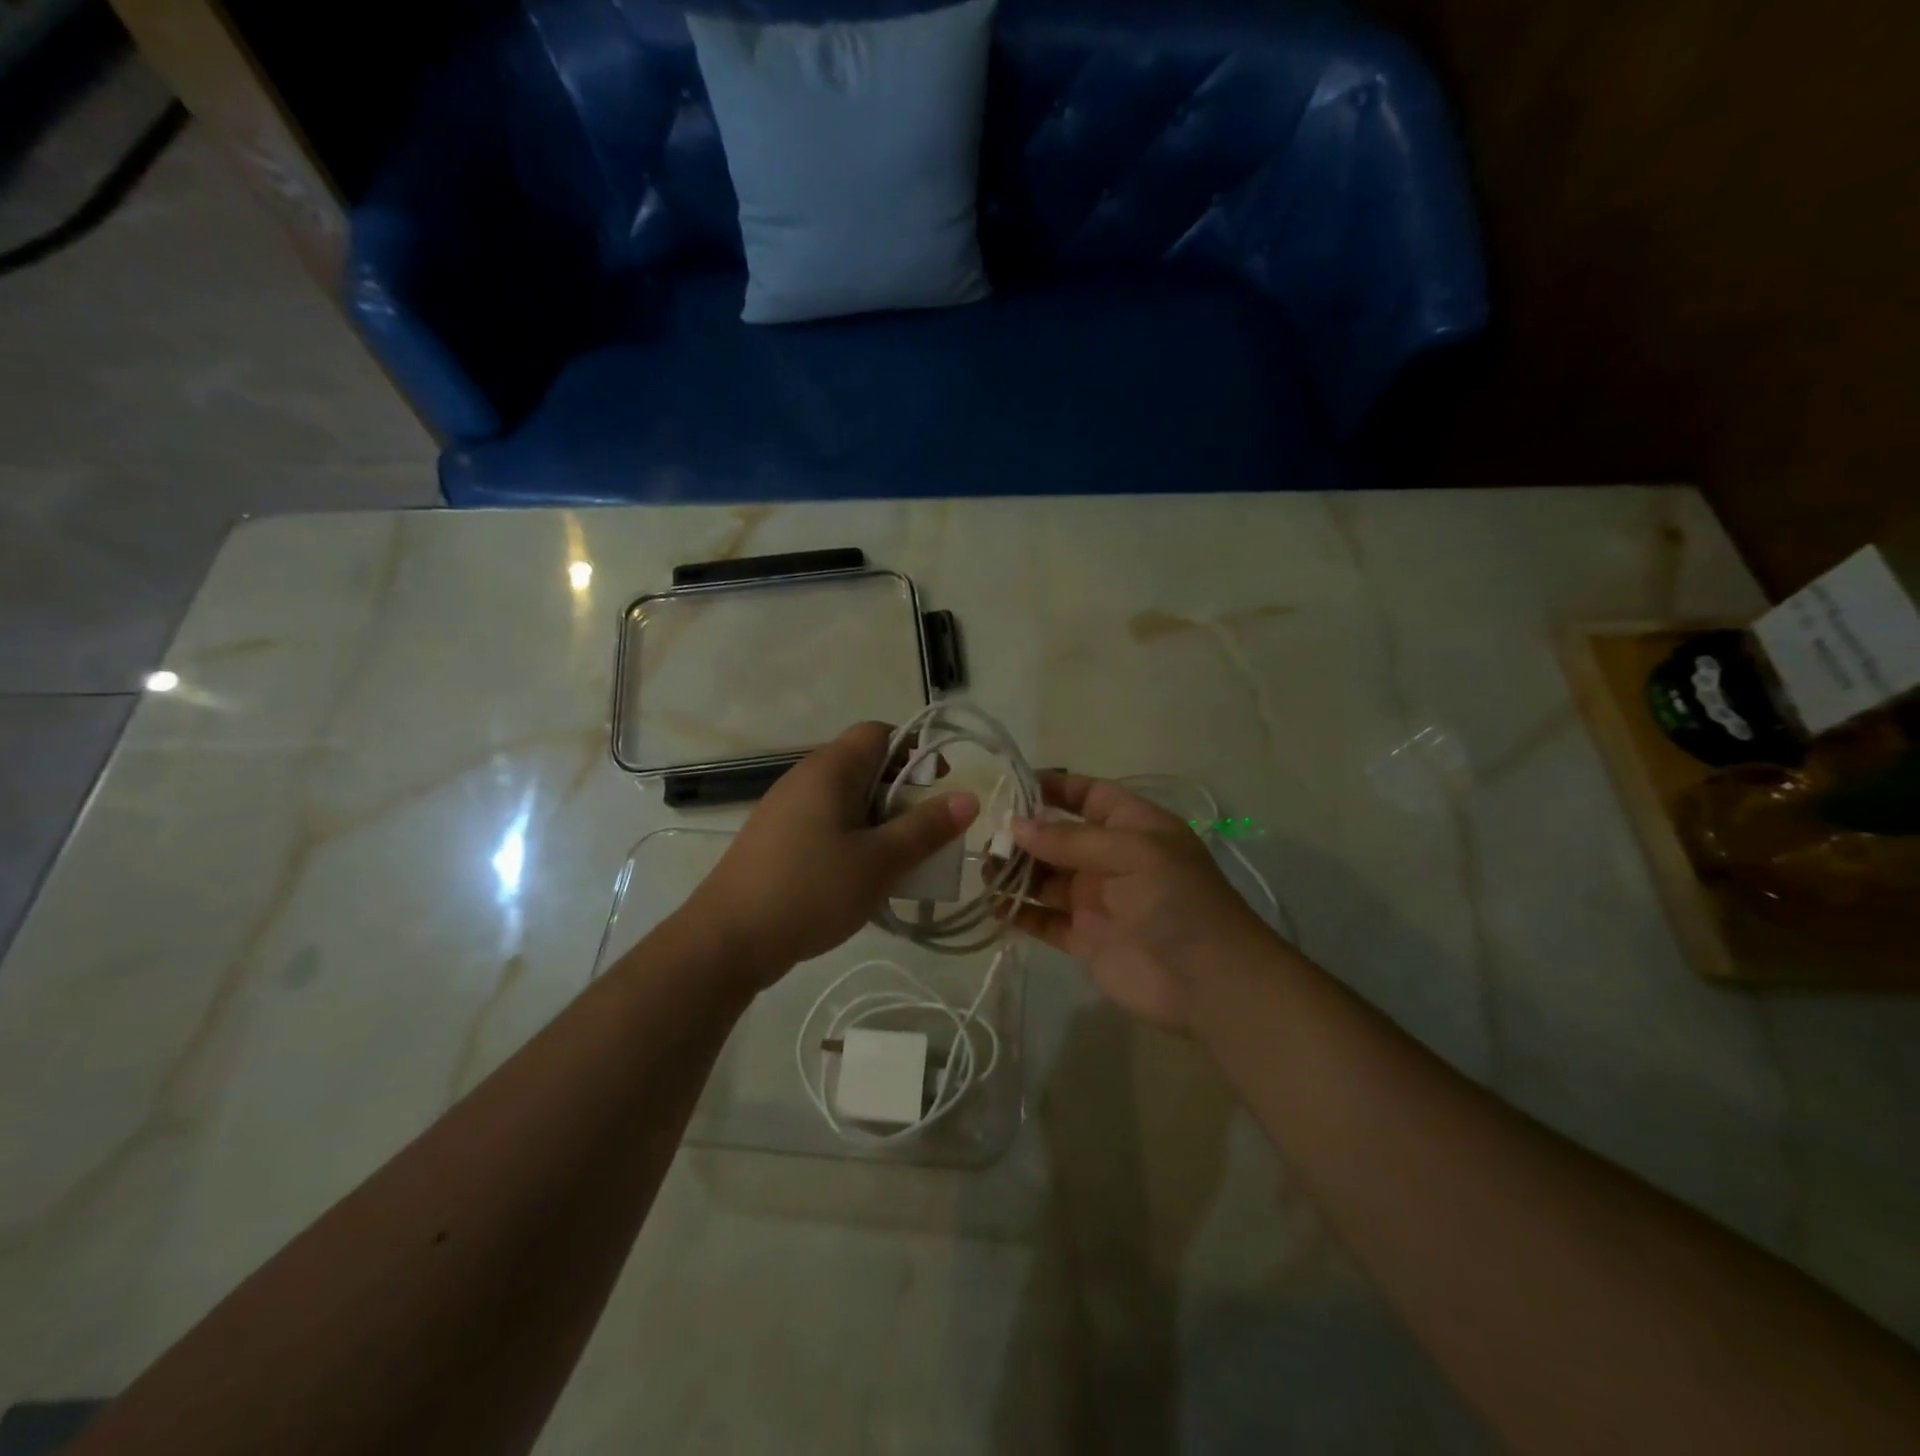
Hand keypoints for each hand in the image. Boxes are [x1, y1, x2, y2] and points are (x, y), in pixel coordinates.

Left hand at [687, 722, 978, 986]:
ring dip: (879, 823)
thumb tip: (968, 797)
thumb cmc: (810, 891)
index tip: (936, 790)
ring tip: (898, 863)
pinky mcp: (776, 838)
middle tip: (923, 836)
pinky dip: (852, 839)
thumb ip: (926, 828)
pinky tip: (860, 879)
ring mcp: (786, 808)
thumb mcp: (880, 862)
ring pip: (848, 799)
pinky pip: (827, 823)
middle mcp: (806, 777)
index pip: (880, 732)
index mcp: (831, 769)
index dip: (914, 751)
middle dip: (902, 795)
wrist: (727, 940)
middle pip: (866, 766)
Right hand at [1008, 775, 1278, 1031]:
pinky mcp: (1085, 938)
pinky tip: (992, 907)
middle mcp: (1111, 858)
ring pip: (1045, 878)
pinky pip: (1043, 919)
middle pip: (1058, 838)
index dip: (1053, 788)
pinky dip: (1018, 913)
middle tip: (984, 837)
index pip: (1088, 795)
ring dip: (1015, 872)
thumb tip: (1016, 827)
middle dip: (1023, 834)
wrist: (1209, 982)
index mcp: (1133, 827)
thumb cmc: (1177, 900)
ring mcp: (1096, 899)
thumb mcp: (1132, 853)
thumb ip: (1071, 840)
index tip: (1011, 785)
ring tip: (982, 871)